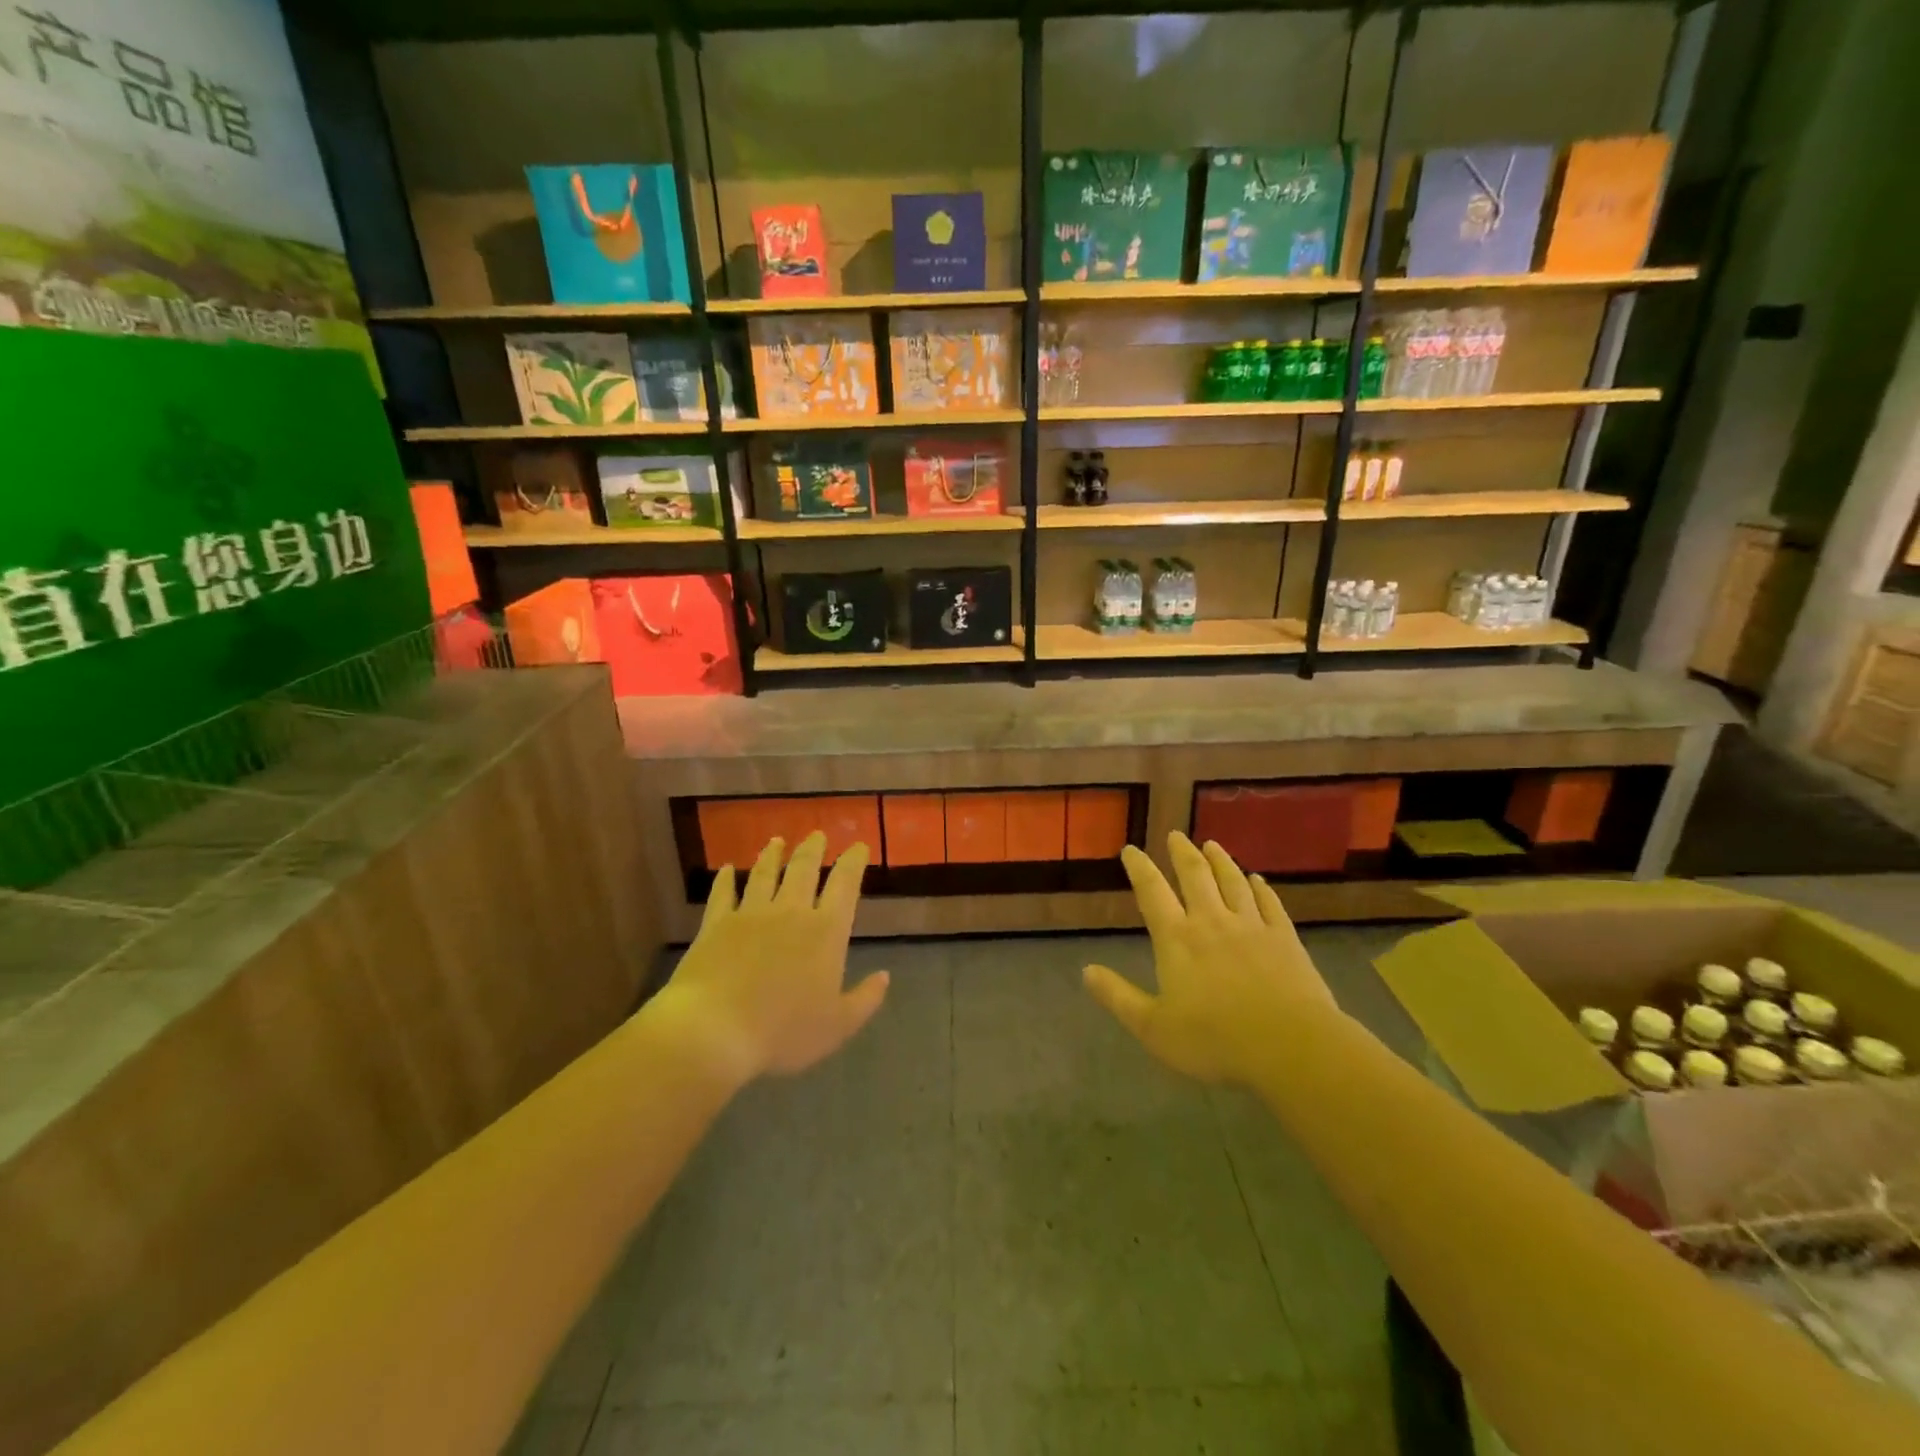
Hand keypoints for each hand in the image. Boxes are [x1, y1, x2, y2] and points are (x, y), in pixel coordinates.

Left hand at [654, 831, 888, 1084]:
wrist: (714, 1030)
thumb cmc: (783, 1031)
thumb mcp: (837, 1026)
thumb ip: (865, 1000)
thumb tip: (884, 976)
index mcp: (825, 932)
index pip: (845, 885)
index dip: (853, 862)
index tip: (858, 846)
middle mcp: (790, 912)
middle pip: (804, 870)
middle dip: (813, 849)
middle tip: (817, 834)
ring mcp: (750, 914)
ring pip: (765, 874)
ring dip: (773, 855)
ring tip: (777, 841)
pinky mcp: (716, 924)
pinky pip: (723, 894)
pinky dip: (727, 879)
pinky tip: (728, 869)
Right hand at [1084, 833, 1333, 1084]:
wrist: (1291, 1046)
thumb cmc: (1216, 1040)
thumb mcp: (1153, 1028)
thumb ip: (1118, 997)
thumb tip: (1086, 970)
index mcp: (1177, 939)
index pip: (1152, 893)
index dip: (1139, 868)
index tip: (1130, 850)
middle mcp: (1211, 921)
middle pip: (1195, 876)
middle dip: (1182, 853)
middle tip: (1175, 834)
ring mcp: (1251, 926)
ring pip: (1232, 882)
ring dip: (1220, 860)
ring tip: (1212, 845)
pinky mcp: (1285, 938)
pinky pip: (1269, 903)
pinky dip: (1261, 888)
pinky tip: (1257, 879)